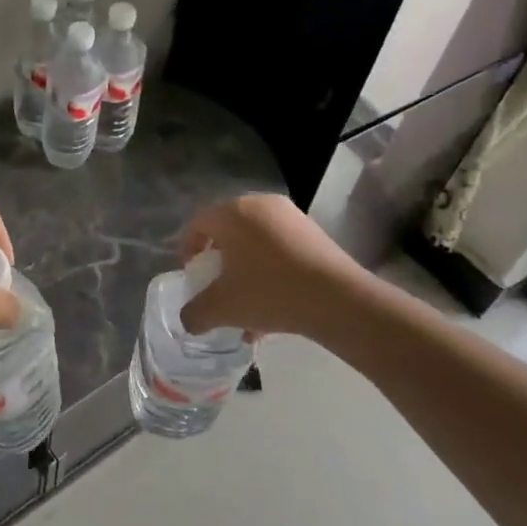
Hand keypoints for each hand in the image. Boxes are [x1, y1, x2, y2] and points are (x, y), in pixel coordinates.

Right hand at [177, 193, 372, 338]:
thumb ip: (195, 313)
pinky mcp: (314, 233)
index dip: (188, 250)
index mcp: (232, 212)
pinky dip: (270, 272)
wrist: (339, 299)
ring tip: (247, 308)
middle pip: (228, 231)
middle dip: (219, 262)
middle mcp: (260, 205)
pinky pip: (280, 249)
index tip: (192, 276)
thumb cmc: (270, 292)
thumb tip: (188, 320)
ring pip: (255, 243)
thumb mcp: (222, 308)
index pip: (197, 223)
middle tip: (217, 287)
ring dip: (245, 272)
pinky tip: (274, 308)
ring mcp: (291, 217)